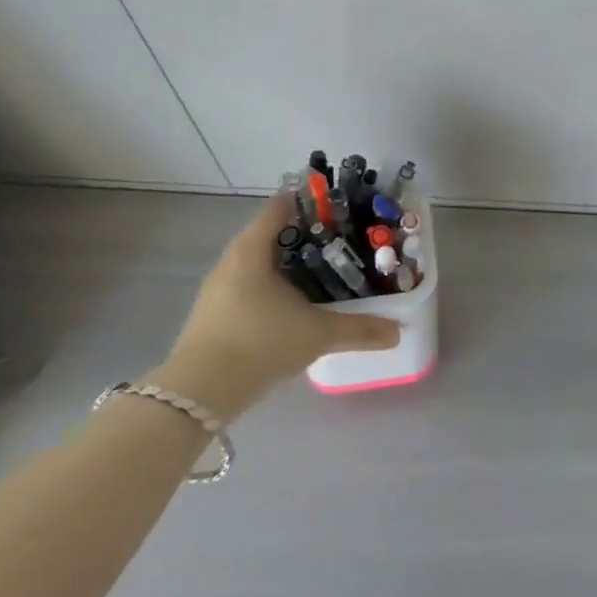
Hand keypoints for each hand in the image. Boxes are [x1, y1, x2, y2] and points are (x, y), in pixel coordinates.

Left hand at [158, 195, 399, 412]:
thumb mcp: (317, 334)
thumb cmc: (259, 344)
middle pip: (273, 234)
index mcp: (252, 249)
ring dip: (291, 265)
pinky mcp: (216, 314)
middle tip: (344, 242)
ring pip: (262, 264)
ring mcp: (220, 289)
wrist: (197, 395)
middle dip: (307, 237)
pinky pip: (252, 286)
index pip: (282, 206)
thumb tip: (398, 331)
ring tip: (327, 273)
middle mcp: (232, 260)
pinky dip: (276, 287)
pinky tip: (298, 306)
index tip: (341, 207)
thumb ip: (360, 329)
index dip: (311, 202)